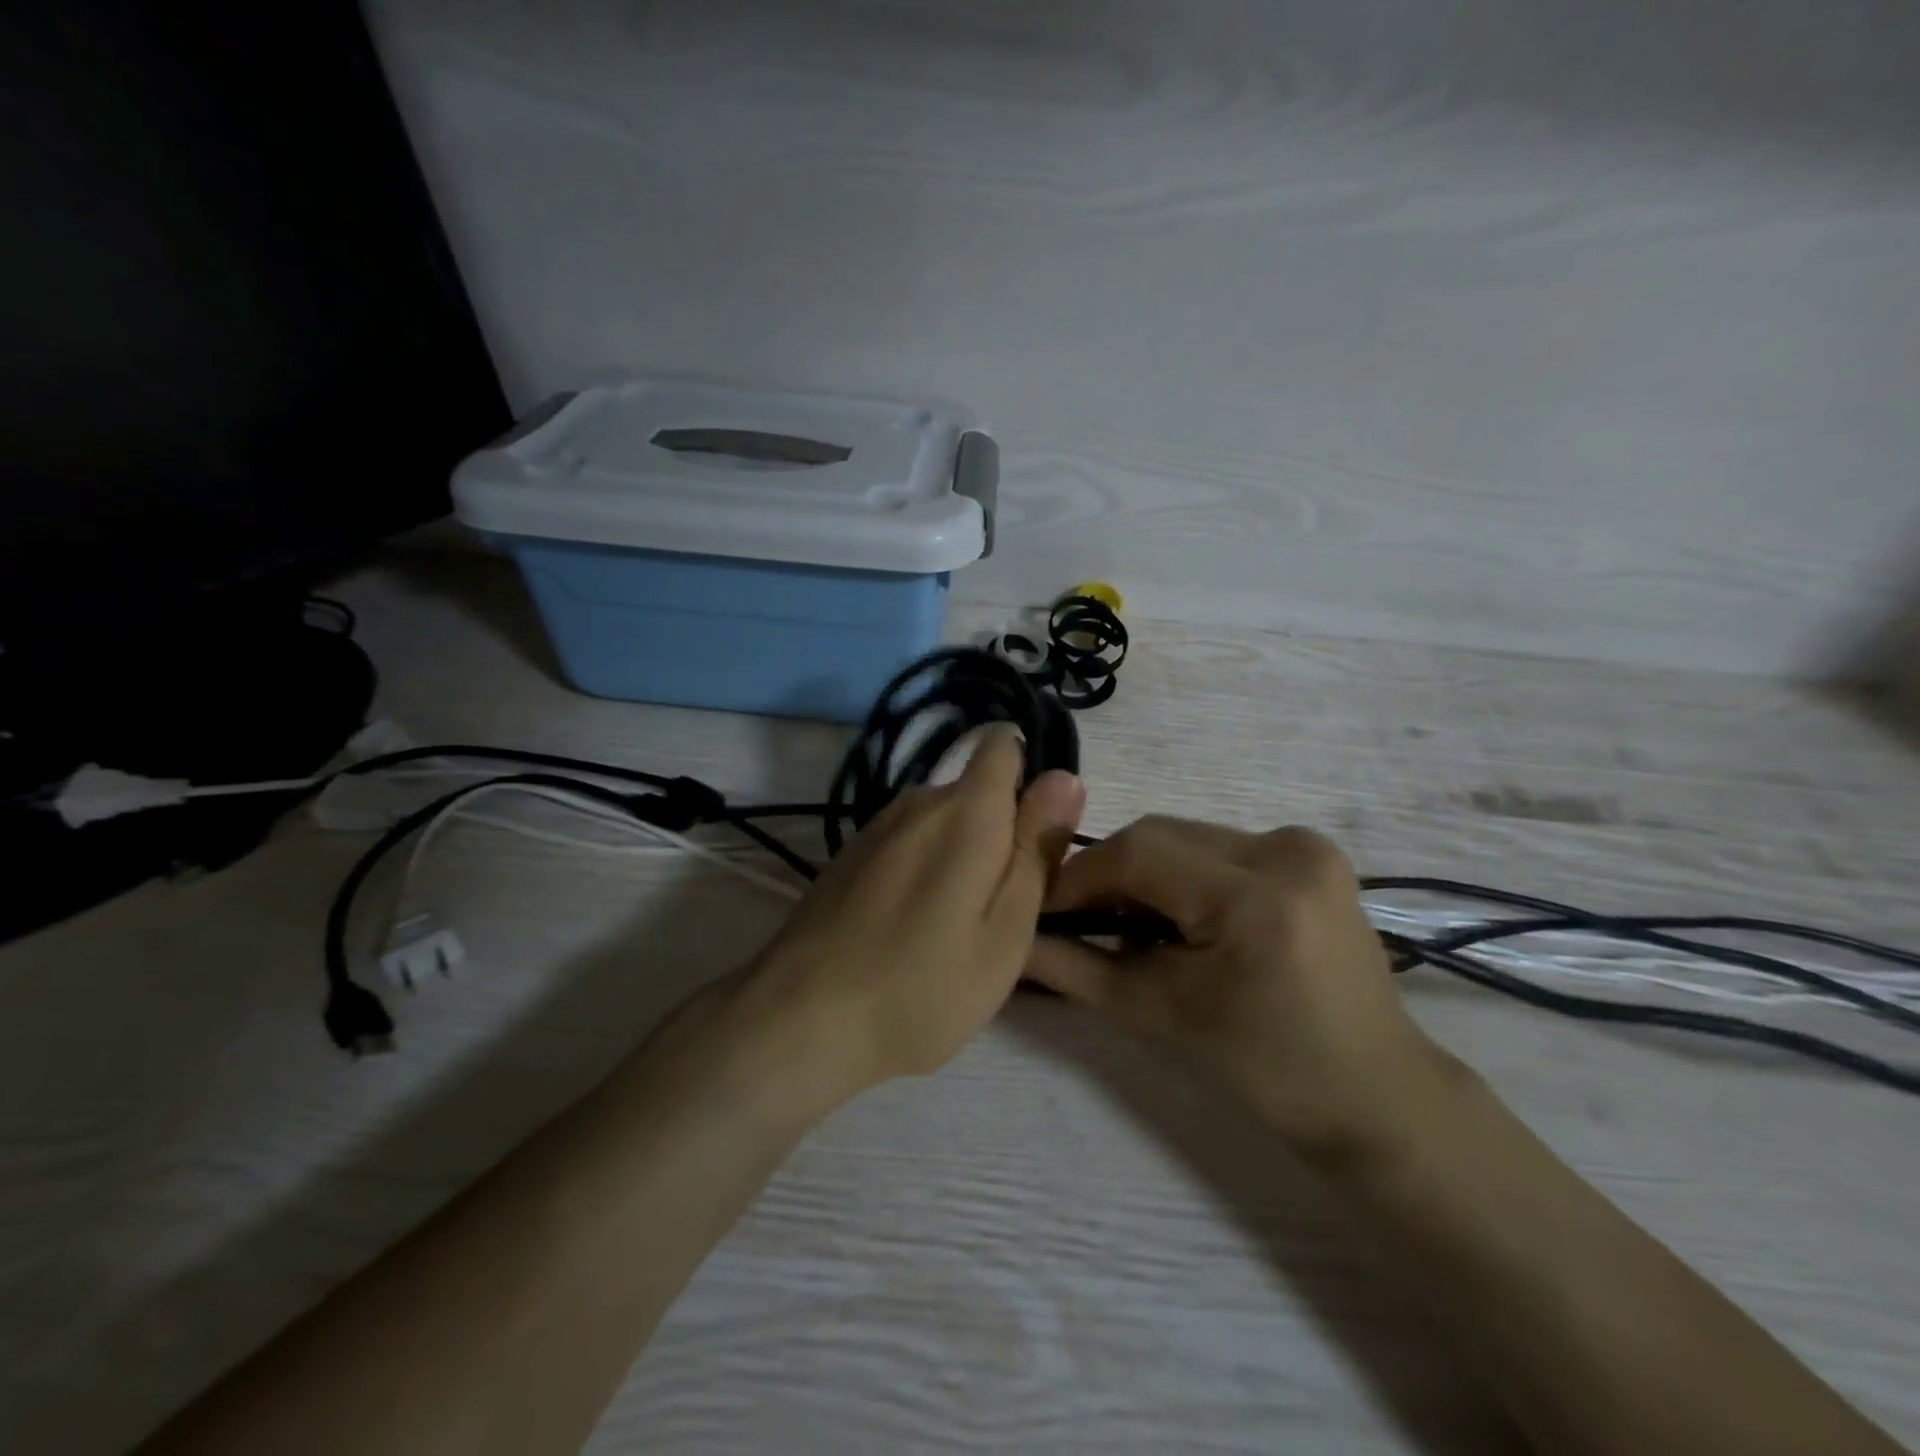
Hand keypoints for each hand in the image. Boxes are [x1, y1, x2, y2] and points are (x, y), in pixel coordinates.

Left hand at [740, 727, 1084, 1110]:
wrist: (802, 1018)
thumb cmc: (923, 985)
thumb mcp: (1006, 930)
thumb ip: (1037, 848)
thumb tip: (1064, 776)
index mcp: (967, 810)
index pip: (1003, 745)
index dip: (1030, 779)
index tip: (1036, 839)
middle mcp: (919, 800)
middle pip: (977, 792)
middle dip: (999, 833)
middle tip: (1000, 910)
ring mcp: (878, 826)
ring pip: (942, 821)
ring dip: (959, 856)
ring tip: (953, 928)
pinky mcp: (851, 854)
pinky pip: (908, 843)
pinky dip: (923, 870)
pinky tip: (908, 927)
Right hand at [1028, 817, 1452, 1163]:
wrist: (1374, 1095)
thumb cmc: (1264, 1070)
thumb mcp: (1156, 1016)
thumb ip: (1075, 968)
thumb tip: (1013, 939)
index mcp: (1258, 899)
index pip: (1139, 854)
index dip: (1080, 876)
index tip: (1044, 908)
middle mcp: (1289, 851)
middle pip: (1161, 834)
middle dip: (1111, 873)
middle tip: (1081, 918)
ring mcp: (1307, 845)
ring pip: (1187, 836)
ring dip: (1146, 870)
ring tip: (1128, 920)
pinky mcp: (1313, 852)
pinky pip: (1220, 845)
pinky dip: (1184, 871)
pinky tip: (1180, 913)